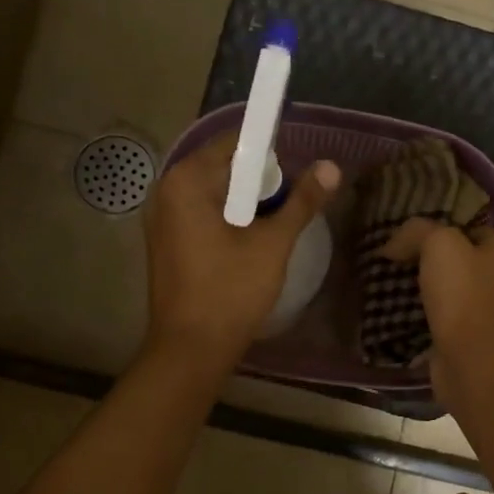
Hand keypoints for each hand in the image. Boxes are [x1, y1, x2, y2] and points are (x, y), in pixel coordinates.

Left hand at [144, 132, 340, 366]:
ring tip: (275, 228)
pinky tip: (250, 244)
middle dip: (260, 183)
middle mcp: (166, 190)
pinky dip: (229, 220)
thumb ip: (302, 201)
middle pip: (224, 167)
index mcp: (186, 180)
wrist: (190, 350)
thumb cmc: (230, 291)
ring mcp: (162, 218)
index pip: (235, 143)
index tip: (296, 179)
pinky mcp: (166, 242)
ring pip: (215, 194)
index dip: (271, 155)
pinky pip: (203, 214)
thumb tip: (331, 167)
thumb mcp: (273, 243)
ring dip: (247, 204)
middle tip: (290, 208)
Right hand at [382, 218, 493, 398]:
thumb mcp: (439, 244)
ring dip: (421, 288)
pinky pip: (438, 317)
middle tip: (393, 257)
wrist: (470, 359)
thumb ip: (416, 232)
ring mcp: (483, 311)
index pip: (470, 228)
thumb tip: (393, 245)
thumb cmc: (462, 294)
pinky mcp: (466, 337)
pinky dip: (419, 314)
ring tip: (387, 282)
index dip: (440, 226)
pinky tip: (395, 311)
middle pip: (456, 260)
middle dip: (426, 259)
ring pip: (446, 290)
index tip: (408, 233)